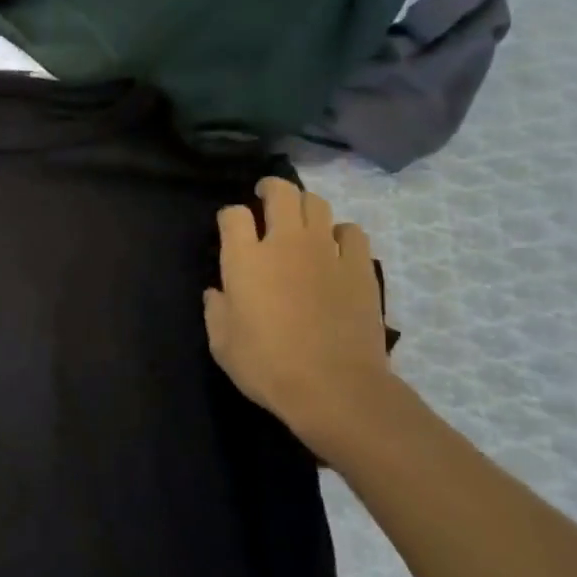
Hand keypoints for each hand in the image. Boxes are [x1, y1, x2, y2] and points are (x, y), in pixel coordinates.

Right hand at [203, 177, 391, 443]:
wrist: (334, 387)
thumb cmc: (266, 366)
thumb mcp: (221, 343)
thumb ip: (215, 309)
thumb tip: (218, 291)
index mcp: (244, 260)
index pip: (233, 214)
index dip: (229, 217)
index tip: (229, 228)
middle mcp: (285, 244)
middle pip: (281, 193)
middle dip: (270, 189)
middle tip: (265, 197)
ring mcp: (327, 252)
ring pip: (318, 204)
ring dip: (305, 206)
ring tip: (300, 221)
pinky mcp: (360, 267)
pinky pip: (351, 232)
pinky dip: (339, 233)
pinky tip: (334, 249)